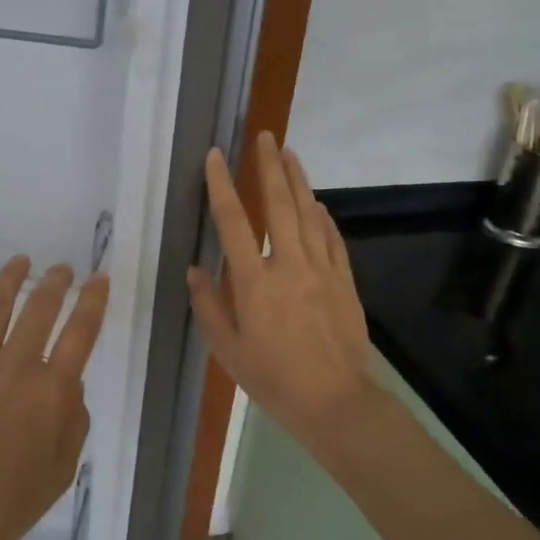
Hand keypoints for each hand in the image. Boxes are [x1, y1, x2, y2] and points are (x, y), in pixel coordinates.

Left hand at [0, 257, 109, 539]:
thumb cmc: (7, 504)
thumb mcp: (62, 471)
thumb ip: (74, 421)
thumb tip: (70, 384)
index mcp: (50, 391)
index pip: (80, 331)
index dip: (93, 300)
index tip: (98, 278)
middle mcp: (15, 365)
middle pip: (40, 308)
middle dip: (56, 282)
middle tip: (63, 268)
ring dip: (11, 278)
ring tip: (22, 261)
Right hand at [188, 133, 382, 464]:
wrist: (336, 403)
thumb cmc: (273, 380)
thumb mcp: (227, 350)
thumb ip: (209, 305)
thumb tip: (196, 269)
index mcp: (254, 282)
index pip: (234, 222)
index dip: (222, 185)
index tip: (216, 156)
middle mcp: (289, 266)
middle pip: (279, 205)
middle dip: (269, 167)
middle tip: (264, 136)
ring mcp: (322, 270)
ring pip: (309, 214)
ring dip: (298, 181)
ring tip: (289, 153)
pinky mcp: (344, 282)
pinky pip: (333, 239)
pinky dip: (323, 216)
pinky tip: (317, 203)